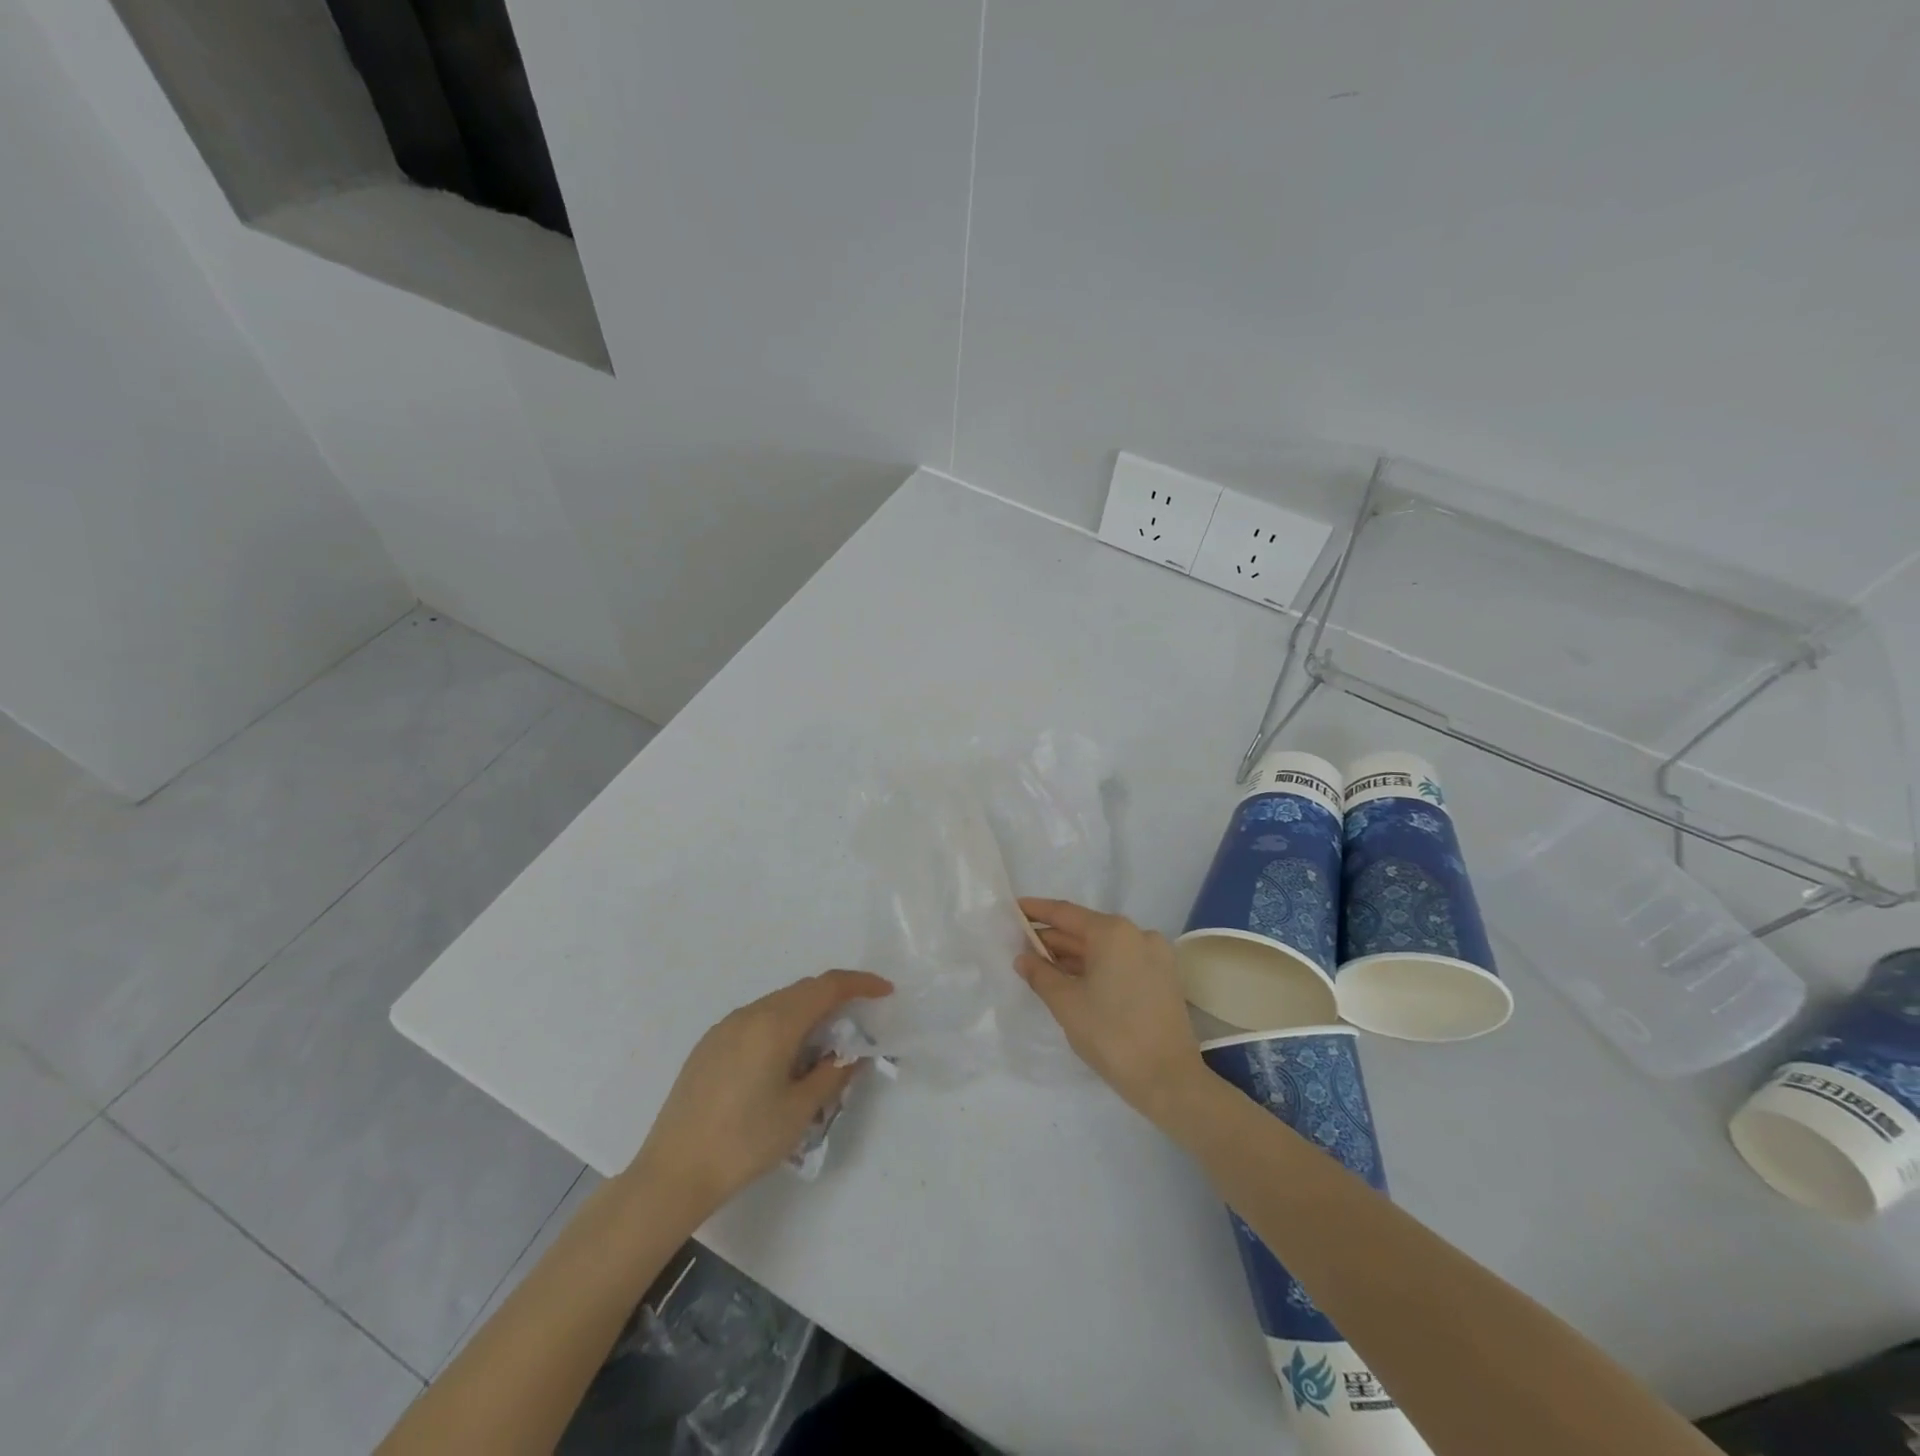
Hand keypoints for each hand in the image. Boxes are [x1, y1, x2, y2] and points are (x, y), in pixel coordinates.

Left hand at [626, 970, 892, 1215]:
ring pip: (778, 1004)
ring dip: (807, 1013)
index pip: (827, 987)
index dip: (859, 984)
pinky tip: (784, 1060)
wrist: (673, 1173)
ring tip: (823, 1047)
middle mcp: (750, 1014)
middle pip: (802, 991)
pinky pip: (757, 1019)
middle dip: (835, 999)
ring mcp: (725, 1027)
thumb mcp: (799, 1111)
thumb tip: (852, 1054)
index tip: (885, 991)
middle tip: (859, 1024)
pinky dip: (781, 1025)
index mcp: (775, 1023)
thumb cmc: (744, 1142)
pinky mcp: (709, 1044)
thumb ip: (833, 1073)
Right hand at [1015, 898, 1205, 1123]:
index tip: (1014, 908)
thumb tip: (1023, 958)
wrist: (1168, 1080)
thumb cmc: (1111, 1035)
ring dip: (1073, 954)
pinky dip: (1096, 966)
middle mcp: (1137, 934)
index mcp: (1113, 932)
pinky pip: (1121, 961)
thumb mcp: (1066, 1004)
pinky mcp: (1163, 977)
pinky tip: (1073, 979)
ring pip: (1104, 947)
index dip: (1037, 911)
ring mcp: (1155, 955)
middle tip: (1021, 944)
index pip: (1066, 913)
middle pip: (1086, 929)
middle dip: (1054, 937)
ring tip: (1041, 964)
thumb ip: (1040, 974)